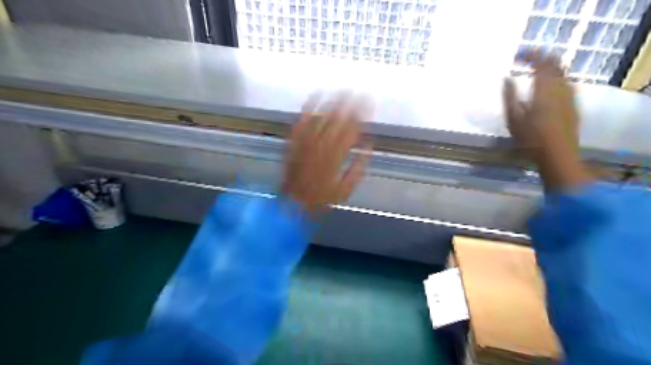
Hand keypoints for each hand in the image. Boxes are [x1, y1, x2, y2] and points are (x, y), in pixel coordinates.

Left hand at [283, 92, 374, 212]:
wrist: (292, 202)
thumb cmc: (320, 199)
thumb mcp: (345, 190)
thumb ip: (358, 168)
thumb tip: (369, 147)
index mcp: (336, 158)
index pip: (351, 131)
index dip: (361, 116)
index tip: (369, 104)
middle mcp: (321, 147)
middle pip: (337, 121)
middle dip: (350, 104)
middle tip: (359, 91)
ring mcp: (305, 143)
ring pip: (321, 118)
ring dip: (332, 102)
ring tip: (342, 89)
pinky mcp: (293, 142)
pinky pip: (301, 122)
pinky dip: (308, 108)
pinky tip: (314, 96)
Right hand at [505, 52, 593, 190]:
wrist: (558, 155)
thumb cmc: (530, 139)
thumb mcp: (513, 119)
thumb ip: (509, 97)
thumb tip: (506, 79)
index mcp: (544, 89)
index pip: (541, 63)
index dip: (531, 55)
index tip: (518, 56)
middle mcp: (561, 88)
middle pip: (555, 64)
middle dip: (542, 59)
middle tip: (527, 61)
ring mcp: (570, 96)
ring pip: (563, 74)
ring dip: (549, 70)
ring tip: (536, 74)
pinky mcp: (574, 105)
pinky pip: (566, 84)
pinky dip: (556, 80)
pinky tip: (548, 89)